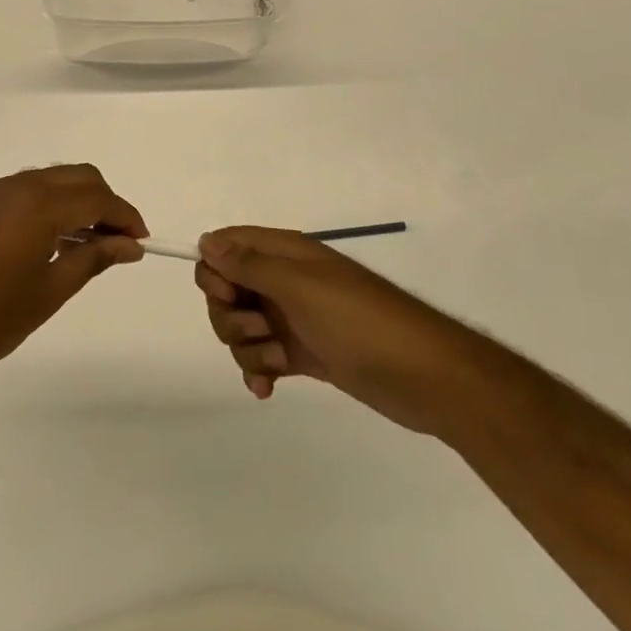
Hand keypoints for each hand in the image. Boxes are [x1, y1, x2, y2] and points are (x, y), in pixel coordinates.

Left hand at [0, 166, 148, 411]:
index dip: (125, 215)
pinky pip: (21, 192)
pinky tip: (46, 242)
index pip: (96, 196)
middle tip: (117, 241)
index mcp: (37, 205)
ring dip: (74, 202)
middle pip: (75, 177)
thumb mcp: (49, 292)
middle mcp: (14, 187)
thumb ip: (93, 259)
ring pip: (48, 180)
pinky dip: (45, 206)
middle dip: (103, 202)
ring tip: (85, 244)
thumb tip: (130, 245)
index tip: (141, 241)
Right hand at [194, 226, 481, 431]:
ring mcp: (293, 318)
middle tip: (261, 330)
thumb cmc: (358, 321)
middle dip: (230, 316)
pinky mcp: (304, 353)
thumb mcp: (299, 286)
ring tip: (279, 360)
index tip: (228, 295)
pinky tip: (266, 389)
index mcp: (284, 253)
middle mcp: (283, 281)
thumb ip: (248, 264)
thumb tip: (206, 241)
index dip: (215, 271)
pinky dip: (258, 371)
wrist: (424, 375)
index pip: (226, 246)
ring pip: (241, 328)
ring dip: (248, 347)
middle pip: (226, 291)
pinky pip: (261, 357)